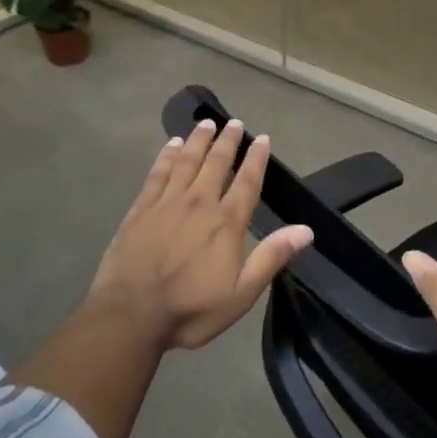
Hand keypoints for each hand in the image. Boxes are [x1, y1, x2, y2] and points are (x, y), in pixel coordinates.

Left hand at [88, 118, 313, 351]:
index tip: (262, 138)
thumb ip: (271, 257)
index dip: (256, 159)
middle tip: (234, 123)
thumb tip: (306, 229)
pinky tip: (171, 145)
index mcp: (226, 222)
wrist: (130, 314)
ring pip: (187, 161)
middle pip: (216, 163)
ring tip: (206, 124)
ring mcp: (167, 202)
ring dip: (198, 140)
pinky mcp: (141, 208)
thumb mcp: (241, 294)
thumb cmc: (190, 309)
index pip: (246, 182)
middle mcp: (199, 203)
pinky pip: (158, 173)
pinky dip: (167, 156)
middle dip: (227, 141)